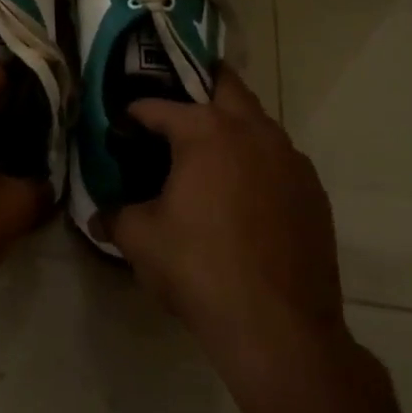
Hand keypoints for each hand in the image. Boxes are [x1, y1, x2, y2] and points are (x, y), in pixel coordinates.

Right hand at [101, 71, 348, 369]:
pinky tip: (242, 193)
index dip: (134, 113)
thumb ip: (115, 216)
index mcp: (206, 132)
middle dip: (198, 85)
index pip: (159, 107)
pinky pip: (279, 159)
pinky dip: (257, 161)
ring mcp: (290, 159)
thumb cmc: (199, 269)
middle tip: (175, 105)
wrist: (278, 327)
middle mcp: (253, 131)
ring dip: (232, 125)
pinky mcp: (313, 191)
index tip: (120, 123)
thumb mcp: (140, 240)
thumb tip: (98, 215)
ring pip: (258, 122)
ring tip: (207, 153)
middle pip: (225, 86)